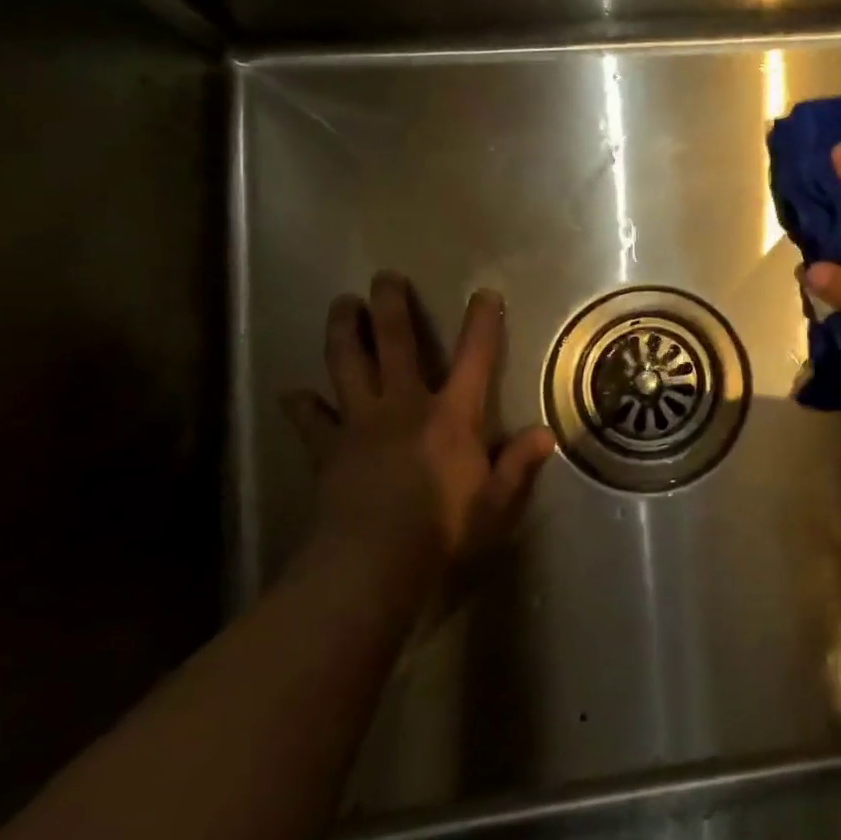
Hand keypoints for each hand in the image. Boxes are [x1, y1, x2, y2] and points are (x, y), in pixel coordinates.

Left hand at [280, 273, 555, 614]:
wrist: (371, 563)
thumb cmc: (443, 529)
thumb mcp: (495, 501)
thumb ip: (518, 463)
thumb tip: (545, 433)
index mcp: (451, 414)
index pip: (475, 358)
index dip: (482, 322)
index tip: (484, 293)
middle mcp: (404, 406)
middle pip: (396, 344)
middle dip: (391, 307)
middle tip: (384, 276)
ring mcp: (360, 424)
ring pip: (348, 366)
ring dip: (343, 332)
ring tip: (340, 304)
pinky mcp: (327, 451)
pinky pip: (311, 421)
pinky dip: (303, 405)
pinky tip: (294, 393)